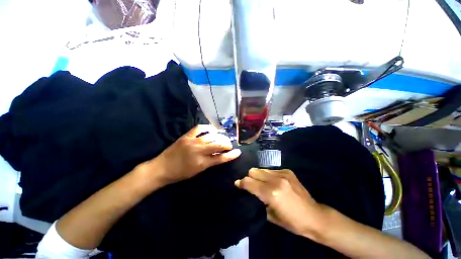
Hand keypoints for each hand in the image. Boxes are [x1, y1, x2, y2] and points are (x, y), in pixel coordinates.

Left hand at [149, 125, 240, 185]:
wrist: (162, 168)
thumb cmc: (180, 173)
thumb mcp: (197, 171)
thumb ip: (210, 162)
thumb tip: (220, 154)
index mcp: (201, 163)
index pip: (221, 158)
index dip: (231, 155)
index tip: (238, 152)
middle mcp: (199, 151)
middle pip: (218, 145)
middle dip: (227, 144)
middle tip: (229, 144)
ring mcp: (192, 142)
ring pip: (211, 136)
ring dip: (219, 136)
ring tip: (223, 137)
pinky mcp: (186, 136)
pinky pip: (199, 128)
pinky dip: (207, 127)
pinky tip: (212, 129)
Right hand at [235, 168, 324, 237]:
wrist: (314, 216)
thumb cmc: (292, 222)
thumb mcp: (270, 216)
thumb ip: (258, 201)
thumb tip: (248, 192)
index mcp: (271, 193)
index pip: (249, 182)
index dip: (241, 183)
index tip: (237, 184)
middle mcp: (276, 180)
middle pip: (253, 171)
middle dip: (249, 177)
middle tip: (250, 185)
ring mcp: (283, 173)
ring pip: (261, 169)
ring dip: (258, 176)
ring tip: (262, 183)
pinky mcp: (288, 171)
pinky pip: (271, 170)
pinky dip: (268, 175)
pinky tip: (273, 182)